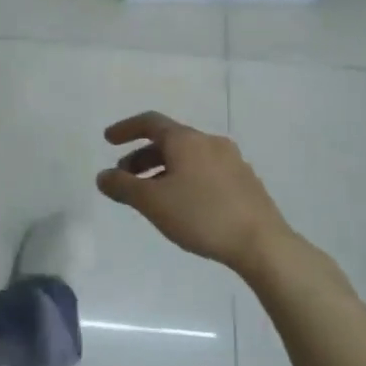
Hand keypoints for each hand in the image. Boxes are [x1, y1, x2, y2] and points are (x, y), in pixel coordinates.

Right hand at [97, 112, 292, 268]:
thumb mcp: (152, 202)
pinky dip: (184, 178)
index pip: (150, 122)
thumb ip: (122, 186)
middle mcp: (209, 143)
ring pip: (187, 157)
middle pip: (168, 141)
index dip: (126, 128)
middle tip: (125, 178)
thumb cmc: (201, 215)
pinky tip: (182, 205)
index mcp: (186, 140)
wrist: (262, 243)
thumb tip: (103, 176)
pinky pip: (204, 171)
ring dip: (162, 169)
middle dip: (142, 156)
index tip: (108, 140)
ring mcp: (231, 161)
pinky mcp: (244, 181)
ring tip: (151, 196)